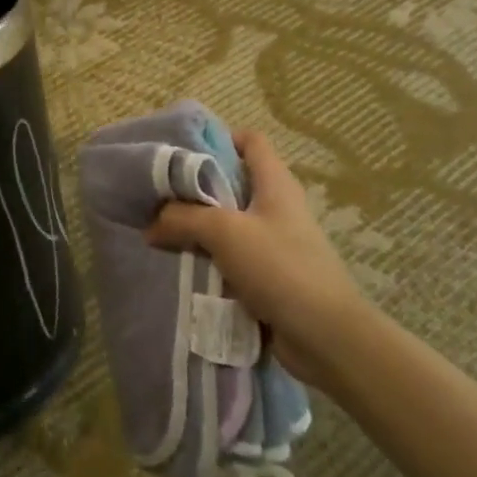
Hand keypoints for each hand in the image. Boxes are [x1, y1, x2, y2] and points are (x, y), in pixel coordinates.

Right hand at [147, 130, 370, 385]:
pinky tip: (181, 264)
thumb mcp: (224, 232)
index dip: (218, 139)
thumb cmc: (280, 267)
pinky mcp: (270, 275)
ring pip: (228, 223)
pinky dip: (208, 258)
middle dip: (195, 187)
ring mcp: (275, 242)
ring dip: (197, 227)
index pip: (250, 141)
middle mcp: (277, 207)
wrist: (325, 336)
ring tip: (160, 231)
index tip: (181, 153)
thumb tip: (151, 225)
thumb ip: (183, 218)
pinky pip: (231, 257)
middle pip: (232, 182)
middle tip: (159, 195)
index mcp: (275, 183)